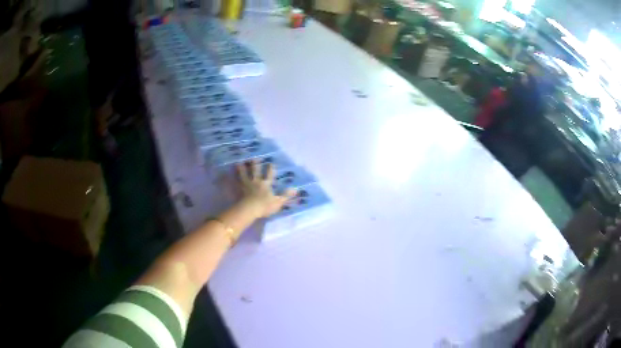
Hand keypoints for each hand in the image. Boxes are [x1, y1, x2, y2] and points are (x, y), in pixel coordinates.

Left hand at [236, 160, 296, 217]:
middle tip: (253, 158)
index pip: (269, 175)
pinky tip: (227, 174)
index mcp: (266, 184)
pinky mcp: (238, 189)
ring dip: (242, 169)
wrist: (250, 209)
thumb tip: (296, 189)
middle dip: (255, 164)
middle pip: (255, 171)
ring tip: (239, 163)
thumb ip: (286, 195)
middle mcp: (256, 182)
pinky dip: (231, 178)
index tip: (270, 163)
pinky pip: (234, 182)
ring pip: (244, 174)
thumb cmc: (265, 206)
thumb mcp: (278, 201)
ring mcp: (246, 185)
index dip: (270, 169)